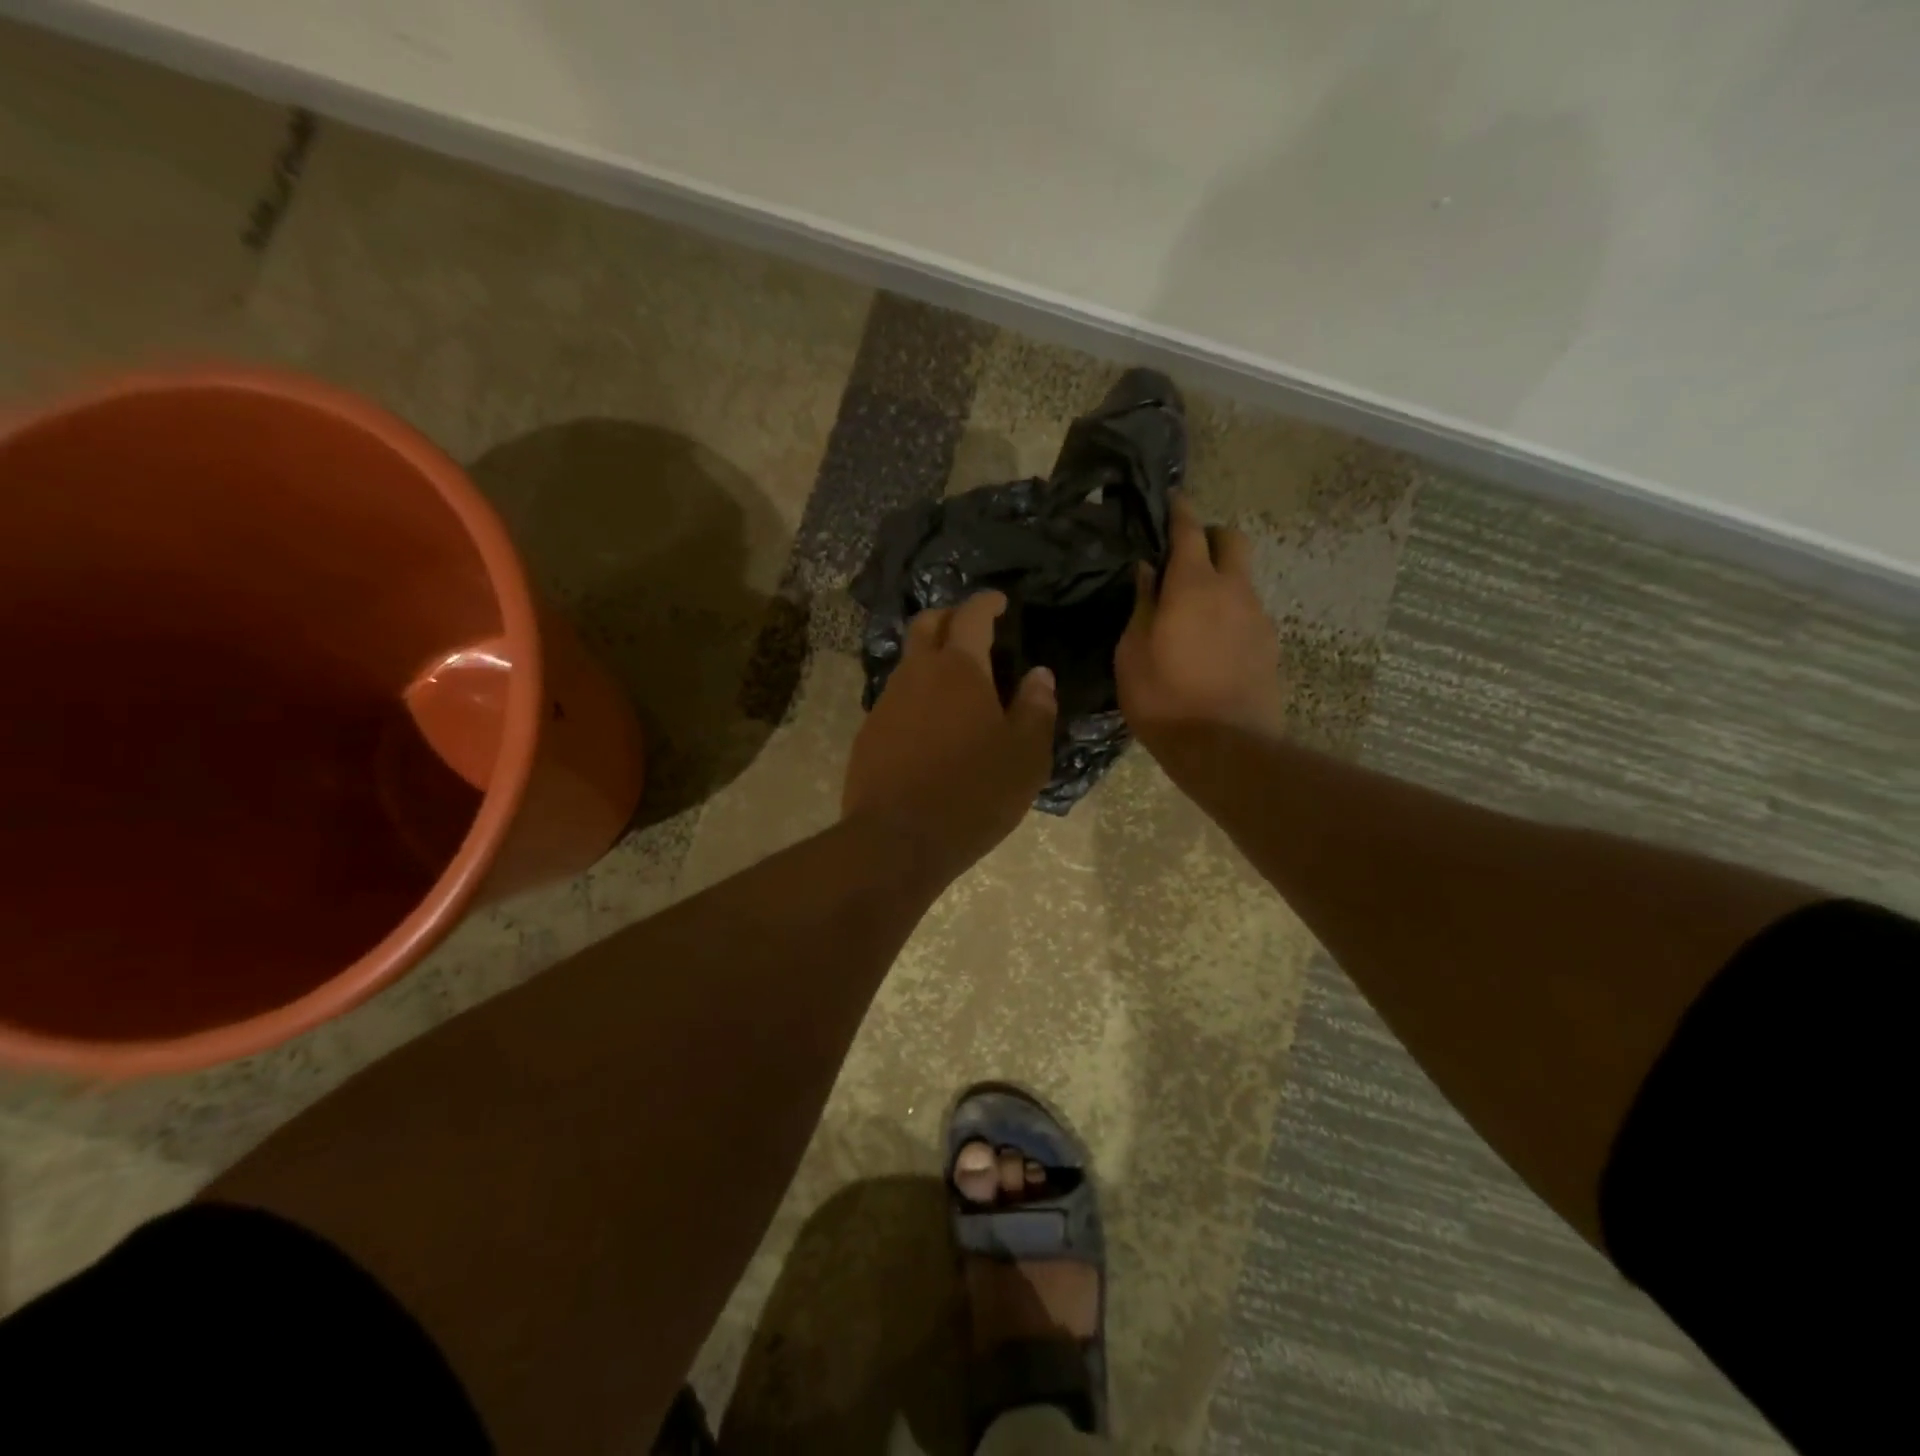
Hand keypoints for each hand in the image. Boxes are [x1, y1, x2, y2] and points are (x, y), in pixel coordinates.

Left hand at [844, 591, 1056, 882]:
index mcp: (958, 669)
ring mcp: (886, 703)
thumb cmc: (973, 794)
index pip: (971, 615)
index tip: (999, 601)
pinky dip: (916, 695)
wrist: (897, 841)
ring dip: (931, 658)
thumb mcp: (1025, 756)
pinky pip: (895, 699)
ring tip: (956, 683)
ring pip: (908, 662)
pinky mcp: (868, 733)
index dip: (986, 602)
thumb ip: (1036, 709)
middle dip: (950, 617)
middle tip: (973, 630)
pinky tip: (931, 725)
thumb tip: (1039, 676)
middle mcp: (916, 674)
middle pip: (927, 624)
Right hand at [1116, 496, 1285, 754]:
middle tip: (1186, 555)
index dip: (1181, 511)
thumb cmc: (1164, 700)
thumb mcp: (1132, 654)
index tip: (1173, 499)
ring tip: (1194, 609)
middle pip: (1233, 541)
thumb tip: (1147, 570)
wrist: (1225, 748)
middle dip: (1211, 536)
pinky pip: (1248, 611)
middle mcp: (1233, 591)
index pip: (1190, 531)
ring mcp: (1258, 617)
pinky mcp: (1270, 645)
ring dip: (1220, 579)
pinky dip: (1230, 610)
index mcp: (1193, 587)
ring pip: (1242, 578)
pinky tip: (1212, 640)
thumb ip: (1142, 605)